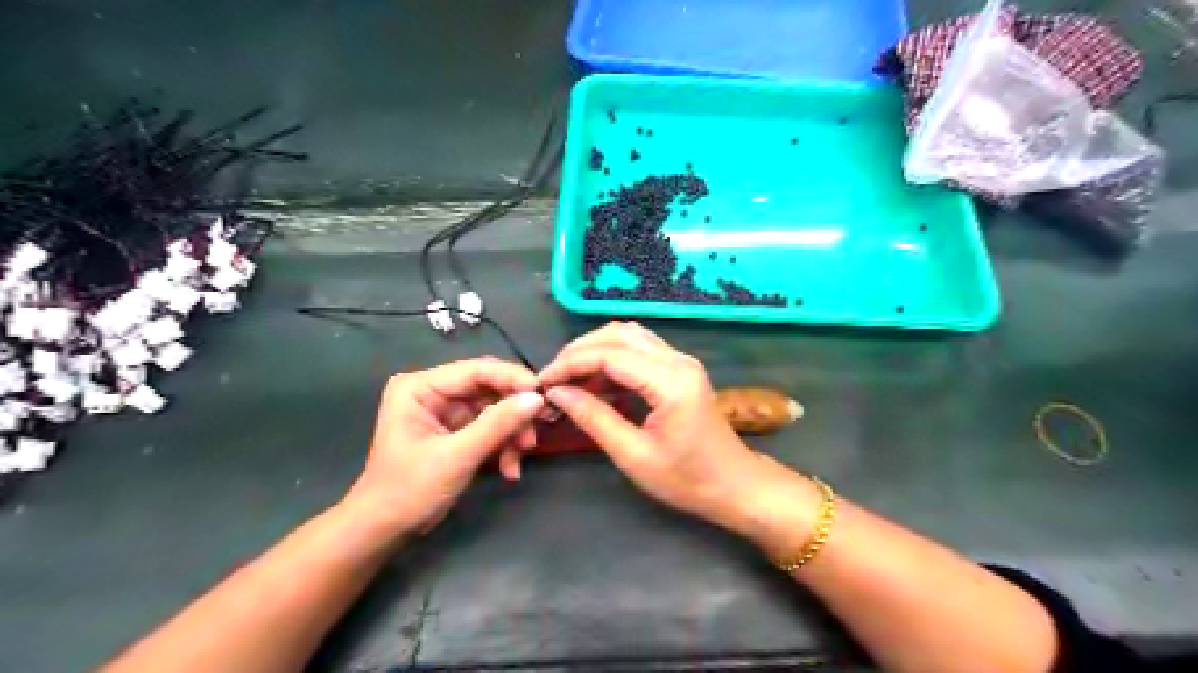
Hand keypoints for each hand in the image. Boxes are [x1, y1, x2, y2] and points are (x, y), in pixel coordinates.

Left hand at [345, 361, 546, 539]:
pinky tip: (509, 470)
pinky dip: (502, 446)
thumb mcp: (457, 456)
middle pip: (489, 389)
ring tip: (519, 459)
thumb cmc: (409, 490)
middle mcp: (433, 391)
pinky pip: (490, 428)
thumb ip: (498, 424)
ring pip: (494, 409)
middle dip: (514, 413)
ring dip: (511, 434)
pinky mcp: (455, 430)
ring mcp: (445, 411)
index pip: (477, 371)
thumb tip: (538, 399)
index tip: (544, 396)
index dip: (513, 380)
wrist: (384, 531)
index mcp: (420, 387)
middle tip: (536, 432)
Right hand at [538, 321, 808, 542]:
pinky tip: (594, 383)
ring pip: (628, 336)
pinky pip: (640, 350)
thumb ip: (594, 418)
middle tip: (553, 379)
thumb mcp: (634, 455)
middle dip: (579, 351)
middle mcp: (678, 360)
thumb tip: (557, 393)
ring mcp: (681, 362)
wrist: (734, 485)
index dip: (570, 363)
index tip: (542, 382)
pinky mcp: (680, 369)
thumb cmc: (687, 480)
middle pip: (618, 334)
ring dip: (595, 351)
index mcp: (670, 381)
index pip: (610, 354)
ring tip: (569, 379)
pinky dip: (612, 359)